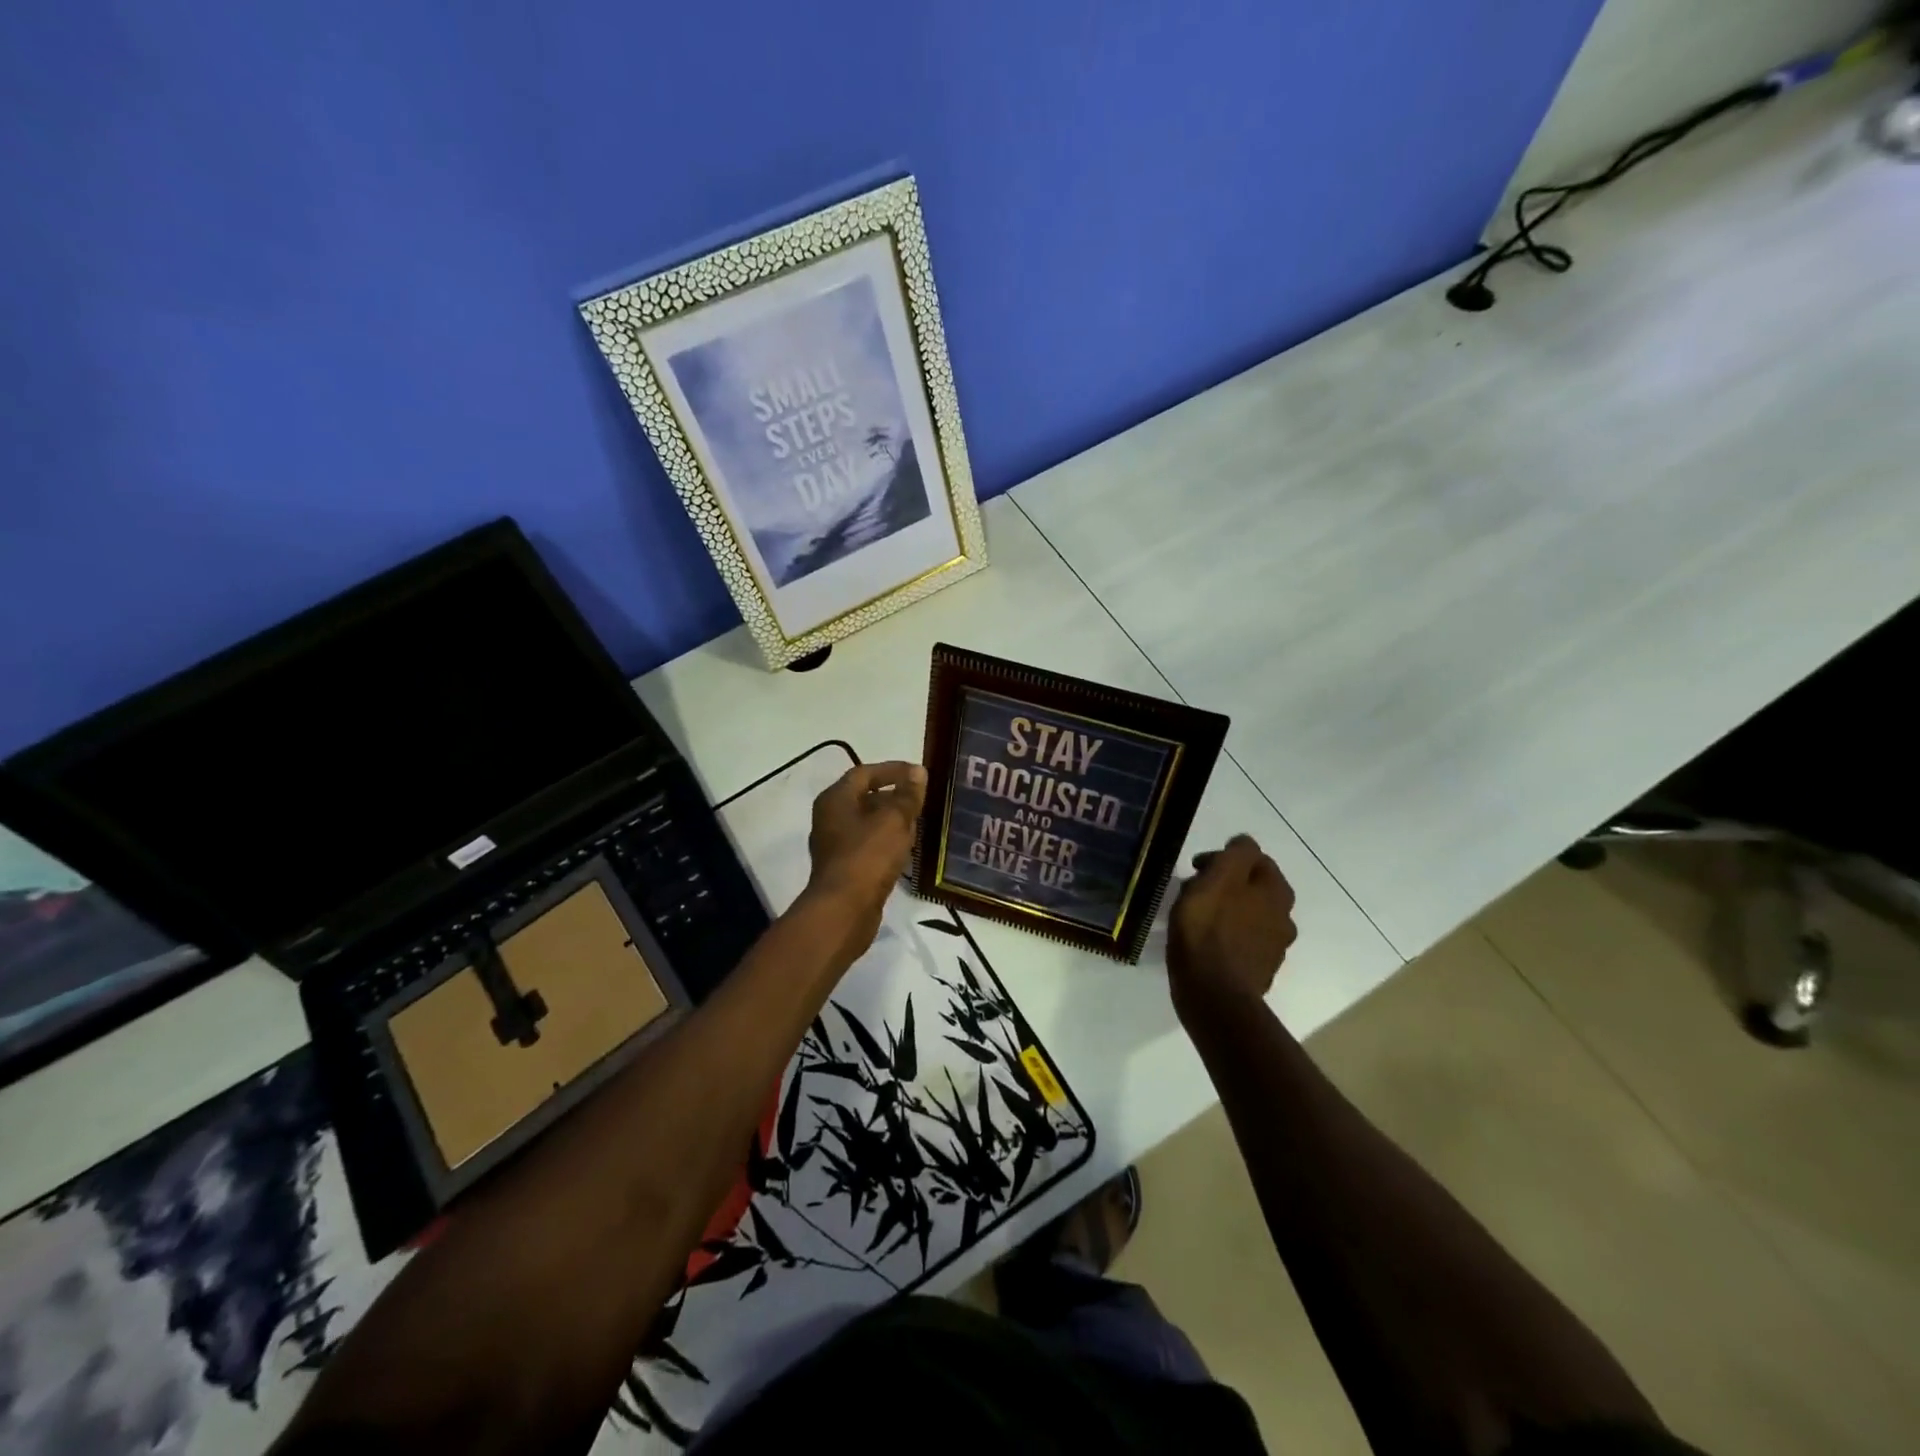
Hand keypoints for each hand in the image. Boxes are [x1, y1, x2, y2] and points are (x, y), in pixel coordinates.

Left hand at [800, 761, 927, 953]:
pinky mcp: (844, 868)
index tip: (918, 774)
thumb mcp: (894, 820)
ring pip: (867, 823)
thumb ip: (907, 795)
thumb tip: (917, 772)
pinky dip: (887, 841)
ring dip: (892, 820)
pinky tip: (906, 848)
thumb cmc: (868, 856)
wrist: (844, 910)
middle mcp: (830, 818)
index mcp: (835, 799)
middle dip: (894, 796)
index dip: (893, 770)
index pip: (864, 773)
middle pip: (864, 797)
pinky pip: (868, 845)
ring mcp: (835, 845)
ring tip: (919, 822)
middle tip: (921, 799)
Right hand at [1168, 835, 1296, 1016]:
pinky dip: (1226, 937)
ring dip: (1227, 911)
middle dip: (1225, 884)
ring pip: (1248, 916)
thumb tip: (1244, 844)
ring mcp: (1273, 948)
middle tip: (1195, 892)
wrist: (1213, 993)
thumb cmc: (1209, 928)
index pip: (1255, 858)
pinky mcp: (1258, 972)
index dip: (1224, 858)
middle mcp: (1284, 917)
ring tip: (1197, 919)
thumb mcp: (1219, 878)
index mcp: (1277, 891)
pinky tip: (1206, 945)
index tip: (1196, 869)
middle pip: (1253, 887)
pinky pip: (1241, 943)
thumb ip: (1236, 854)